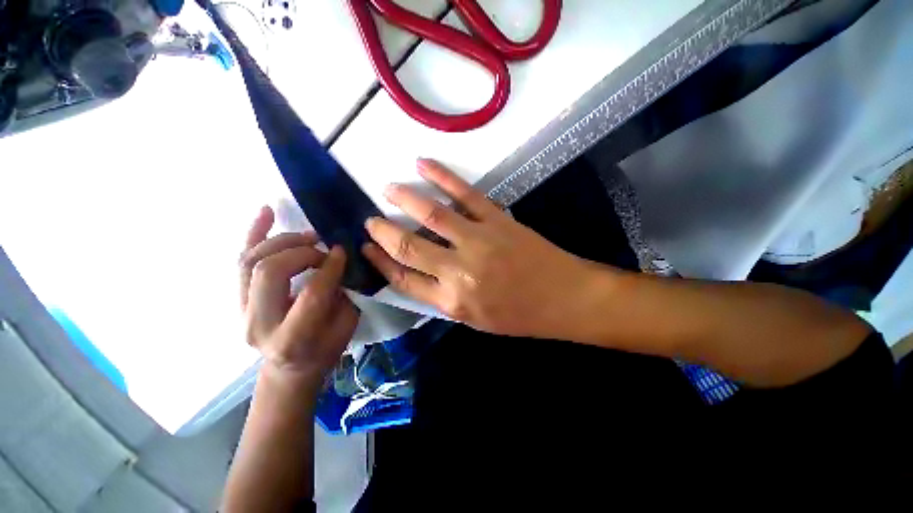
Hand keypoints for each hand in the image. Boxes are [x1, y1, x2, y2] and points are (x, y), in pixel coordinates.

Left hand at [240, 206, 358, 383]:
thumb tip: (339, 261)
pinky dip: (253, 233)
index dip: (330, 267)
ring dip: (282, 241)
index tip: (342, 252)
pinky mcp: (236, 299)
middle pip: (270, 272)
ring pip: (250, 261)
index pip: (310, 293)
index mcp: (291, 339)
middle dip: (302, 252)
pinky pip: (241, 260)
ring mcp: (240, 311)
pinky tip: (266, 211)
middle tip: (323, 248)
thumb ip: (343, 294)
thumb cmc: (325, 349)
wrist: (290, 367)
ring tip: (308, 236)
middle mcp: (258, 324)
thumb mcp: (345, 326)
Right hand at [362, 159, 597, 338]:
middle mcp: (459, 271)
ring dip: (404, 199)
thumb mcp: (475, 319)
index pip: (403, 279)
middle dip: (383, 232)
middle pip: (408, 247)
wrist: (563, 298)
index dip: (380, 262)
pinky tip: (423, 165)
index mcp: (452, 301)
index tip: (367, 248)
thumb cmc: (519, 315)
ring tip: (388, 188)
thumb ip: (443, 297)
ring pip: (432, 214)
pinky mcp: (497, 220)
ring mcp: (478, 241)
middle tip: (370, 219)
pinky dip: (442, 177)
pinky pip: (465, 194)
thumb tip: (417, 274)